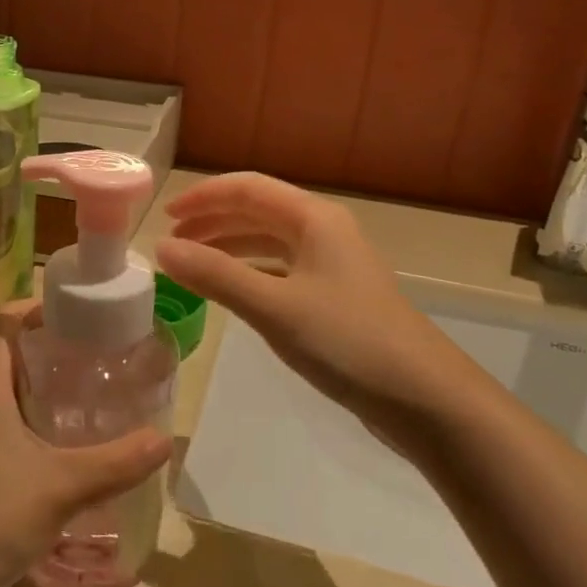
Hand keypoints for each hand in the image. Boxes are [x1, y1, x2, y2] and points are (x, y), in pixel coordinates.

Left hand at [0, 326, 170, 586]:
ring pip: (5, 390)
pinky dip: (32, 416)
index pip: (5, 323)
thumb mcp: (64, 485)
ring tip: (90, 393)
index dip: (39, 308)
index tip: (80, 311)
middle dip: (51, 347)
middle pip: (9, 353)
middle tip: (99, 354)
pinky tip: (64, 442)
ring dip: (43, 385)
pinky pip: (1, 419)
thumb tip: (165, 439)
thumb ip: (118, 461)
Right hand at [154, 173, 475, 456]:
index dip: (204, 197)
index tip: (165, 216)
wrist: (425, 399)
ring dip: (229, 247)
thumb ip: (215, 276)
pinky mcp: (334, 297)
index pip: (248, 188)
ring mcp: (332, 265)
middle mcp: (324, 232)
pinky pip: (280, 271)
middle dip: (212, 222)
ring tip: (192, 265)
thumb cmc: (348, 341)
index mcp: (314, 219)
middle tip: (172, 243)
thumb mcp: (274, 307)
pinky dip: (249, 274)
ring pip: (269, 243)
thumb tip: (161, 249)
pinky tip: (231, 293)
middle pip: (257, 212)